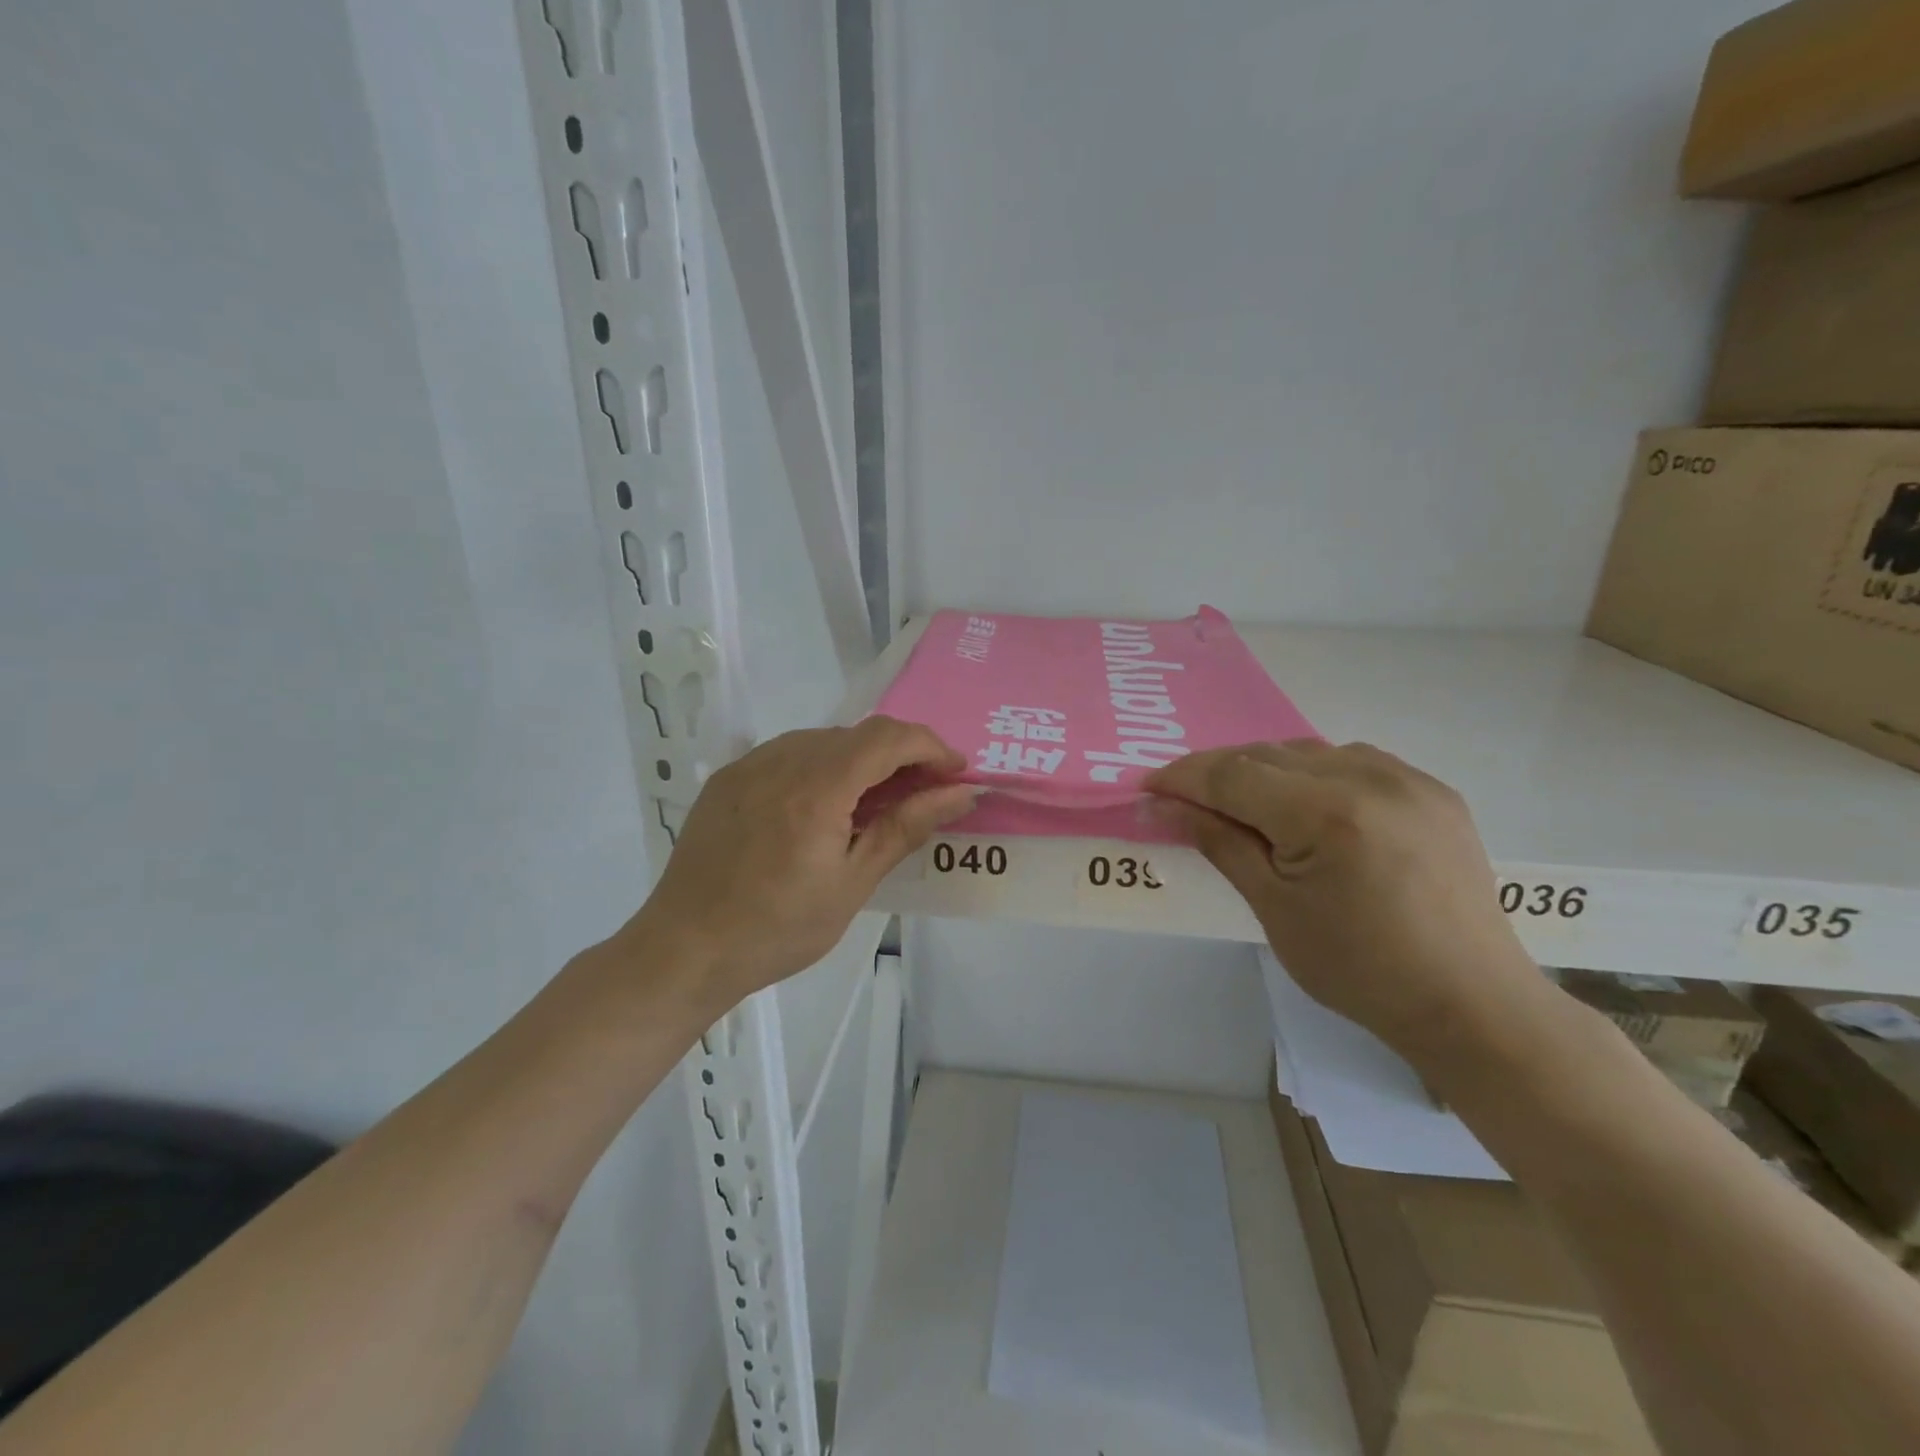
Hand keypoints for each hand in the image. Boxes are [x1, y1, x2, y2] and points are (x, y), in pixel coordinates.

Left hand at [626, 717, 975, 1007]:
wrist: (684, 950)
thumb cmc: (777, 929)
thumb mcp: (852, 883)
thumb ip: (906, 827)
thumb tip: (960, 794)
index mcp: (817, 786)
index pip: (889, 737)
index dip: (931, 747)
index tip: (957, 774)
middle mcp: (782, 759)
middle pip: (859, 734)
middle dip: (902, 755)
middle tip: (925, 795)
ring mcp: (750, 764)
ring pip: (825, 740)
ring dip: (863, 761)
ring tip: (877, 805)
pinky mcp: (730, 777)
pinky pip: (791, 753)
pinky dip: (824, 768)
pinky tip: (826, 808)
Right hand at [1149, 741, 1545, 1062]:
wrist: (1470, 1003)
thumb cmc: (1358, 968)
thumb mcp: (1273, 907)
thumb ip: (1218, 842)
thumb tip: (1161, 807)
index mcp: (1326, 813)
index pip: (1232, 775)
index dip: (1183, 778)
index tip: (1147, 788)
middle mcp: (1369, 777)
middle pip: (1266, 755)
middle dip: (1217, 773)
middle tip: (1183, 800)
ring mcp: (1408, 779)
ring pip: (1308, 751)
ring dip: (1264, 769)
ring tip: (1241, 803)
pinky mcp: (1432, 790)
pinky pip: (1352, 761)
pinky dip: (1313, 773)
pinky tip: (1304, 804)